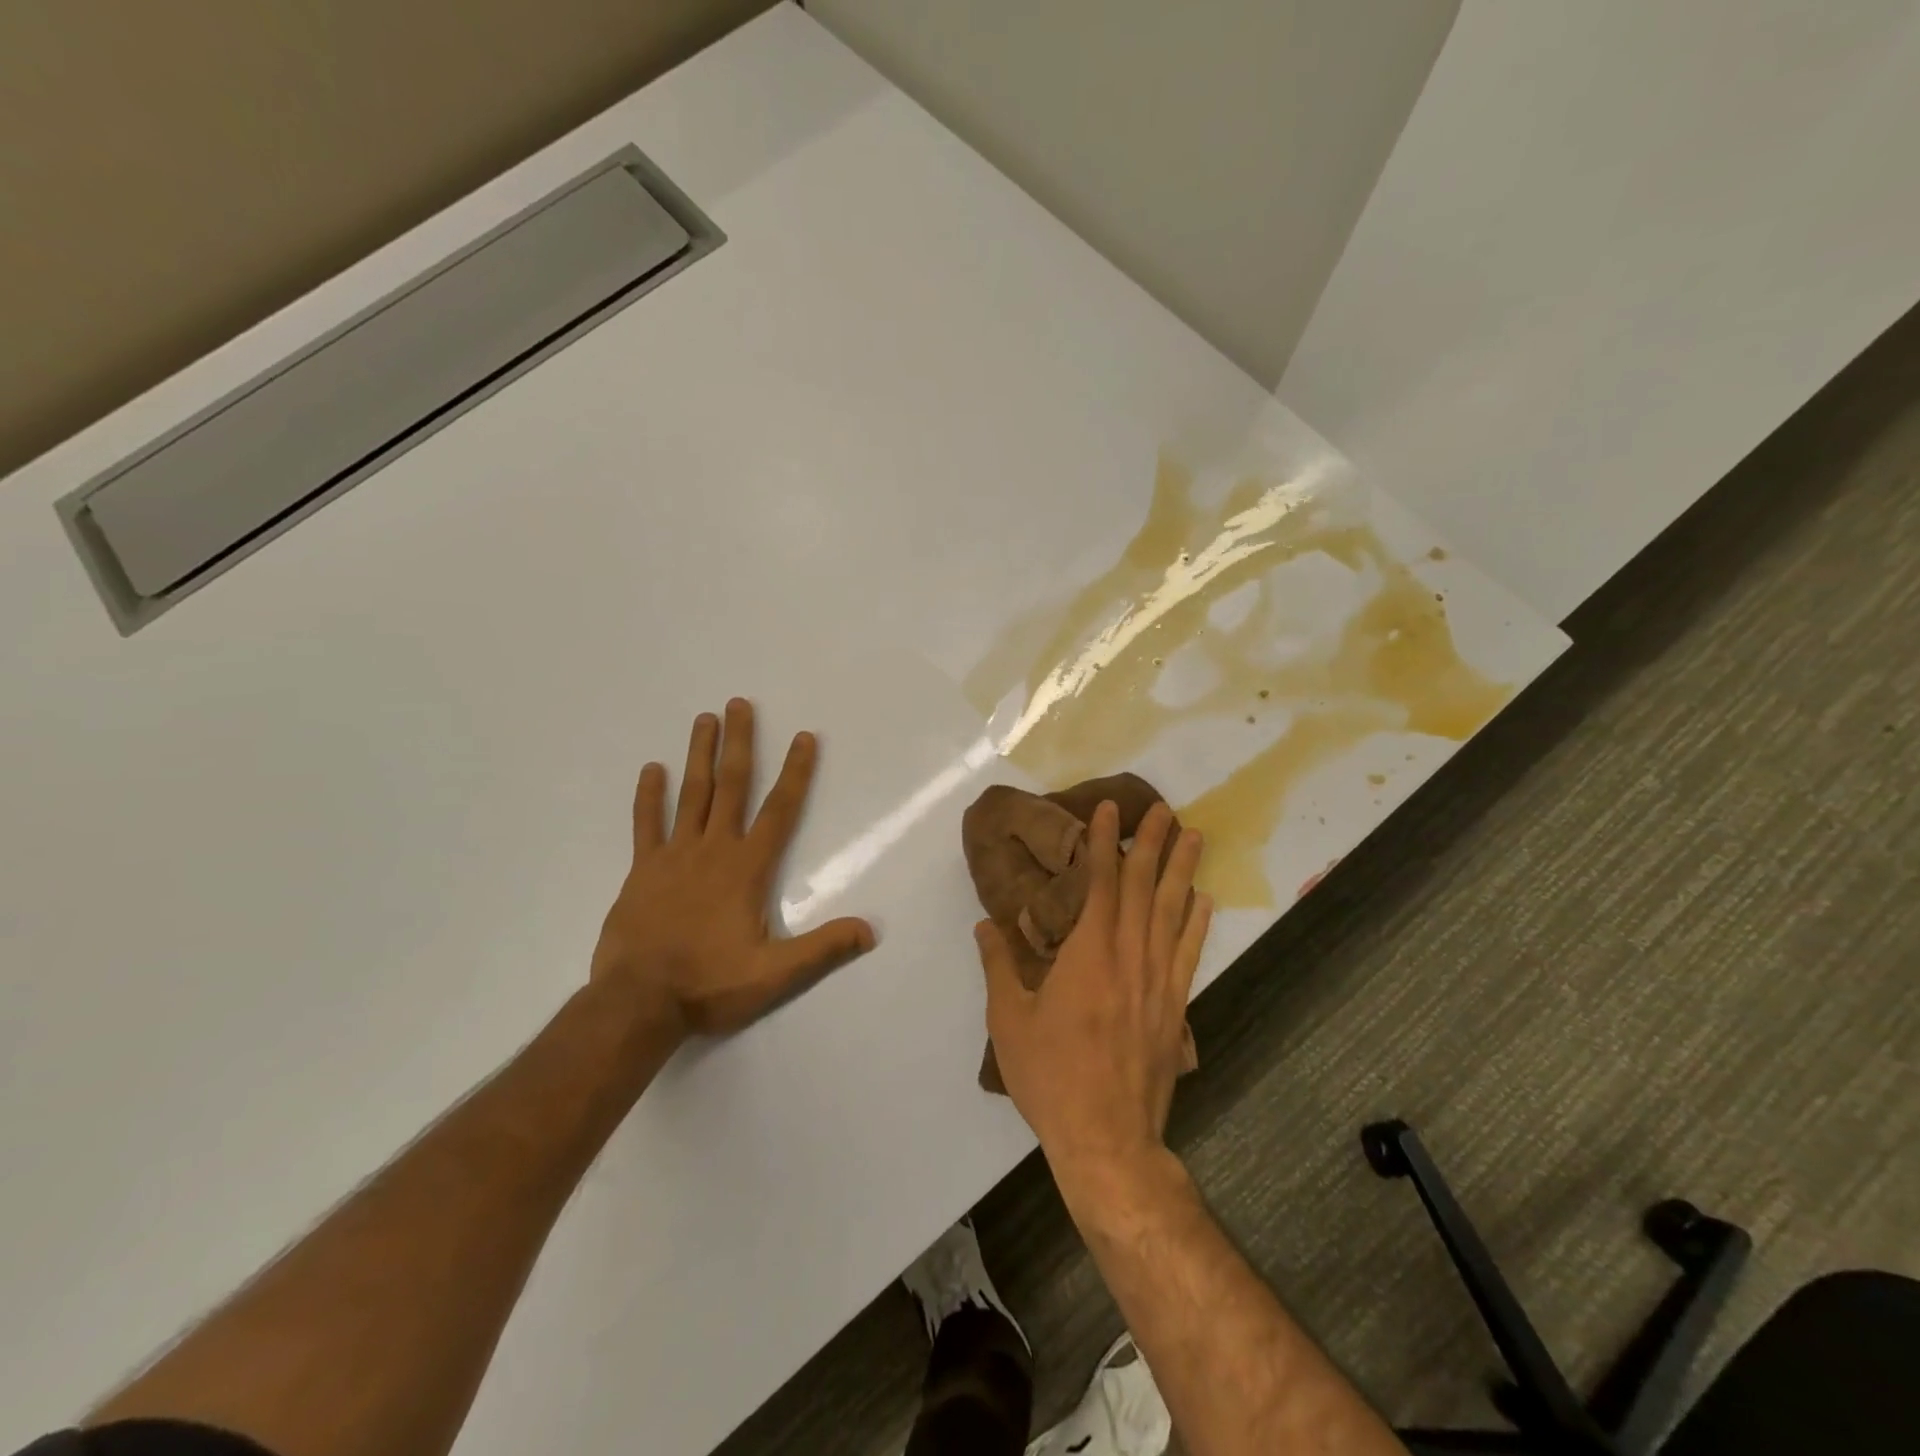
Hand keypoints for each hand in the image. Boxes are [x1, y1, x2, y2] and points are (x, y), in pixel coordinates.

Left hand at [590, 699, 876, 1039]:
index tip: (804, 737)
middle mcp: (713, 850)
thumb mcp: (774, 975)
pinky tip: (651, 769)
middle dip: (740, 743)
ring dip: (699, 755)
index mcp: (747, 869)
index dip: (796, 772)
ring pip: (691, 795)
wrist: (637, 1003)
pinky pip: (646, 824)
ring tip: (704, 719)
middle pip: (731, 786)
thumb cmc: (709, 984)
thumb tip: (871, 930)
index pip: (780, 810)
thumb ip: (822, 949)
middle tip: (739, 704)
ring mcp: (673, 856)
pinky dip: (649, 796)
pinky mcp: (642, 870)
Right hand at [975, 800, 1211, 1177]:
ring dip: (1184, 872)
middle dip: (1154, 845)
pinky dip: (1198, 923)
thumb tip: (984, 925)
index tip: (1111, 811)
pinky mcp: (1175, 1007)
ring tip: (1195, 837)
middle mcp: (1129, 957)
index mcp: (1088, 954)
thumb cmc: (1051, 1076)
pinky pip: (1188, 953)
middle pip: (1145, 889)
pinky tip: (1205, 901)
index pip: (1101, 884)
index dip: (1105, 844)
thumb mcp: (1008, 1020)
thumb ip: (998, 966)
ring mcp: (1158, 982)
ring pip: (1174, 914)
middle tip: (1166, 809)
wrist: (1107, 1139)